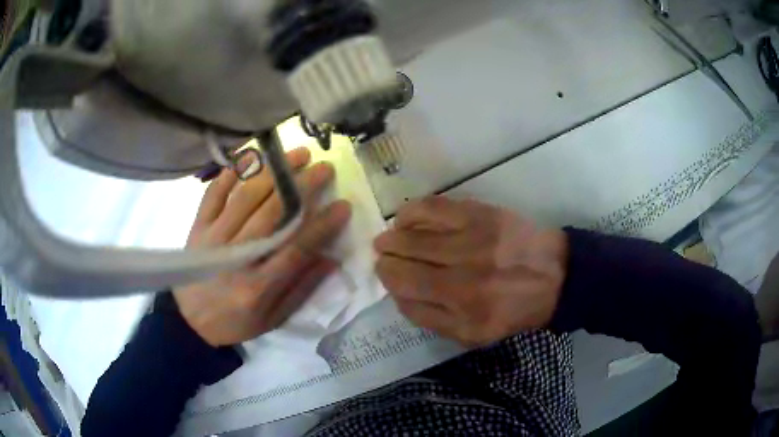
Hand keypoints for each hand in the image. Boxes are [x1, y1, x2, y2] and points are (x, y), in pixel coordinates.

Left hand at [174, 148, 351, 346]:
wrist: (189, 322)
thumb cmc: (235, 322)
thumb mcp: (273, 318)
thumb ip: (301, 289)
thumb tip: (330, 259)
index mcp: (258, 286)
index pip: (296, 248)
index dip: (322, 226)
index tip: (343, 205)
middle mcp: (236, 257)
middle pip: (272, 214)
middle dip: (301, 187)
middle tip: (323, 167)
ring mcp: (213, 238)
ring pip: (246, 197)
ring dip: (274, 172)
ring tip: (296, 154)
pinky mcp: (198, 226)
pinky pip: (214, 193)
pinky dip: (231, 172)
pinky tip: (251, 155)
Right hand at [374, 197, 567, 346]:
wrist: (554, 277)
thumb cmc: (512, 310)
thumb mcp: (472, 334)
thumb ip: (429, 319)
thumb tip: (397, 294)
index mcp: (462, 303)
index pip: (404, 284)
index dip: (386, 277)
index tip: (384, 273)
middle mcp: (464, 267)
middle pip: (404, 256)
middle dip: (386, 256)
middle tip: (383, 255)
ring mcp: (472, 235)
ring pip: (414, 230)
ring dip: (394, 234)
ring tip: (392, 237)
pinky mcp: (481, 212)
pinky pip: (434, 206)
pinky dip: (413, 212)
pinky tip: (408, 218)